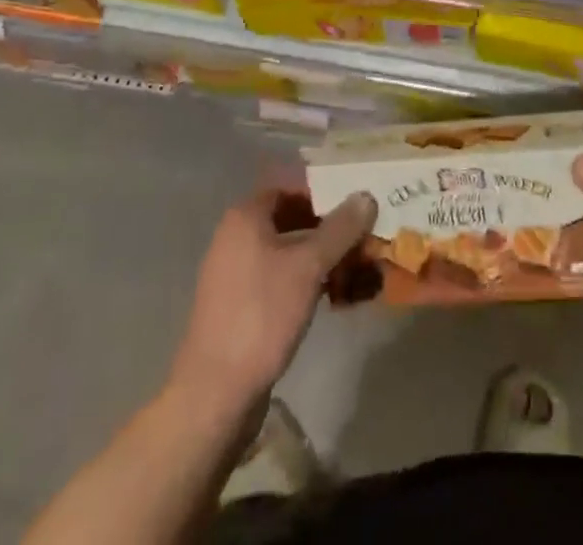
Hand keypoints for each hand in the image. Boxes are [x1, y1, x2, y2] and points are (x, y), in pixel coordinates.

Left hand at [170, 188, 375, 409]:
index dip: (326, 195)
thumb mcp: (309, 266)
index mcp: (245, 217)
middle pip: (293, 221)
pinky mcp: (242, 307)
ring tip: (359, 271)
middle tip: (365, 240)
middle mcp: (236, 239)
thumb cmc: (262, 314)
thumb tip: (367, 195)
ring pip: (290, 253)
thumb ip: (341, 228)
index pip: (292, 188)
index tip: (357, 207)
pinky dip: (308, 282)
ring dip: (324, 259)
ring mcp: (236, 275)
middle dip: (331, 231)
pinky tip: (336, 298)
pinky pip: (281, 280)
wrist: (215, 394)